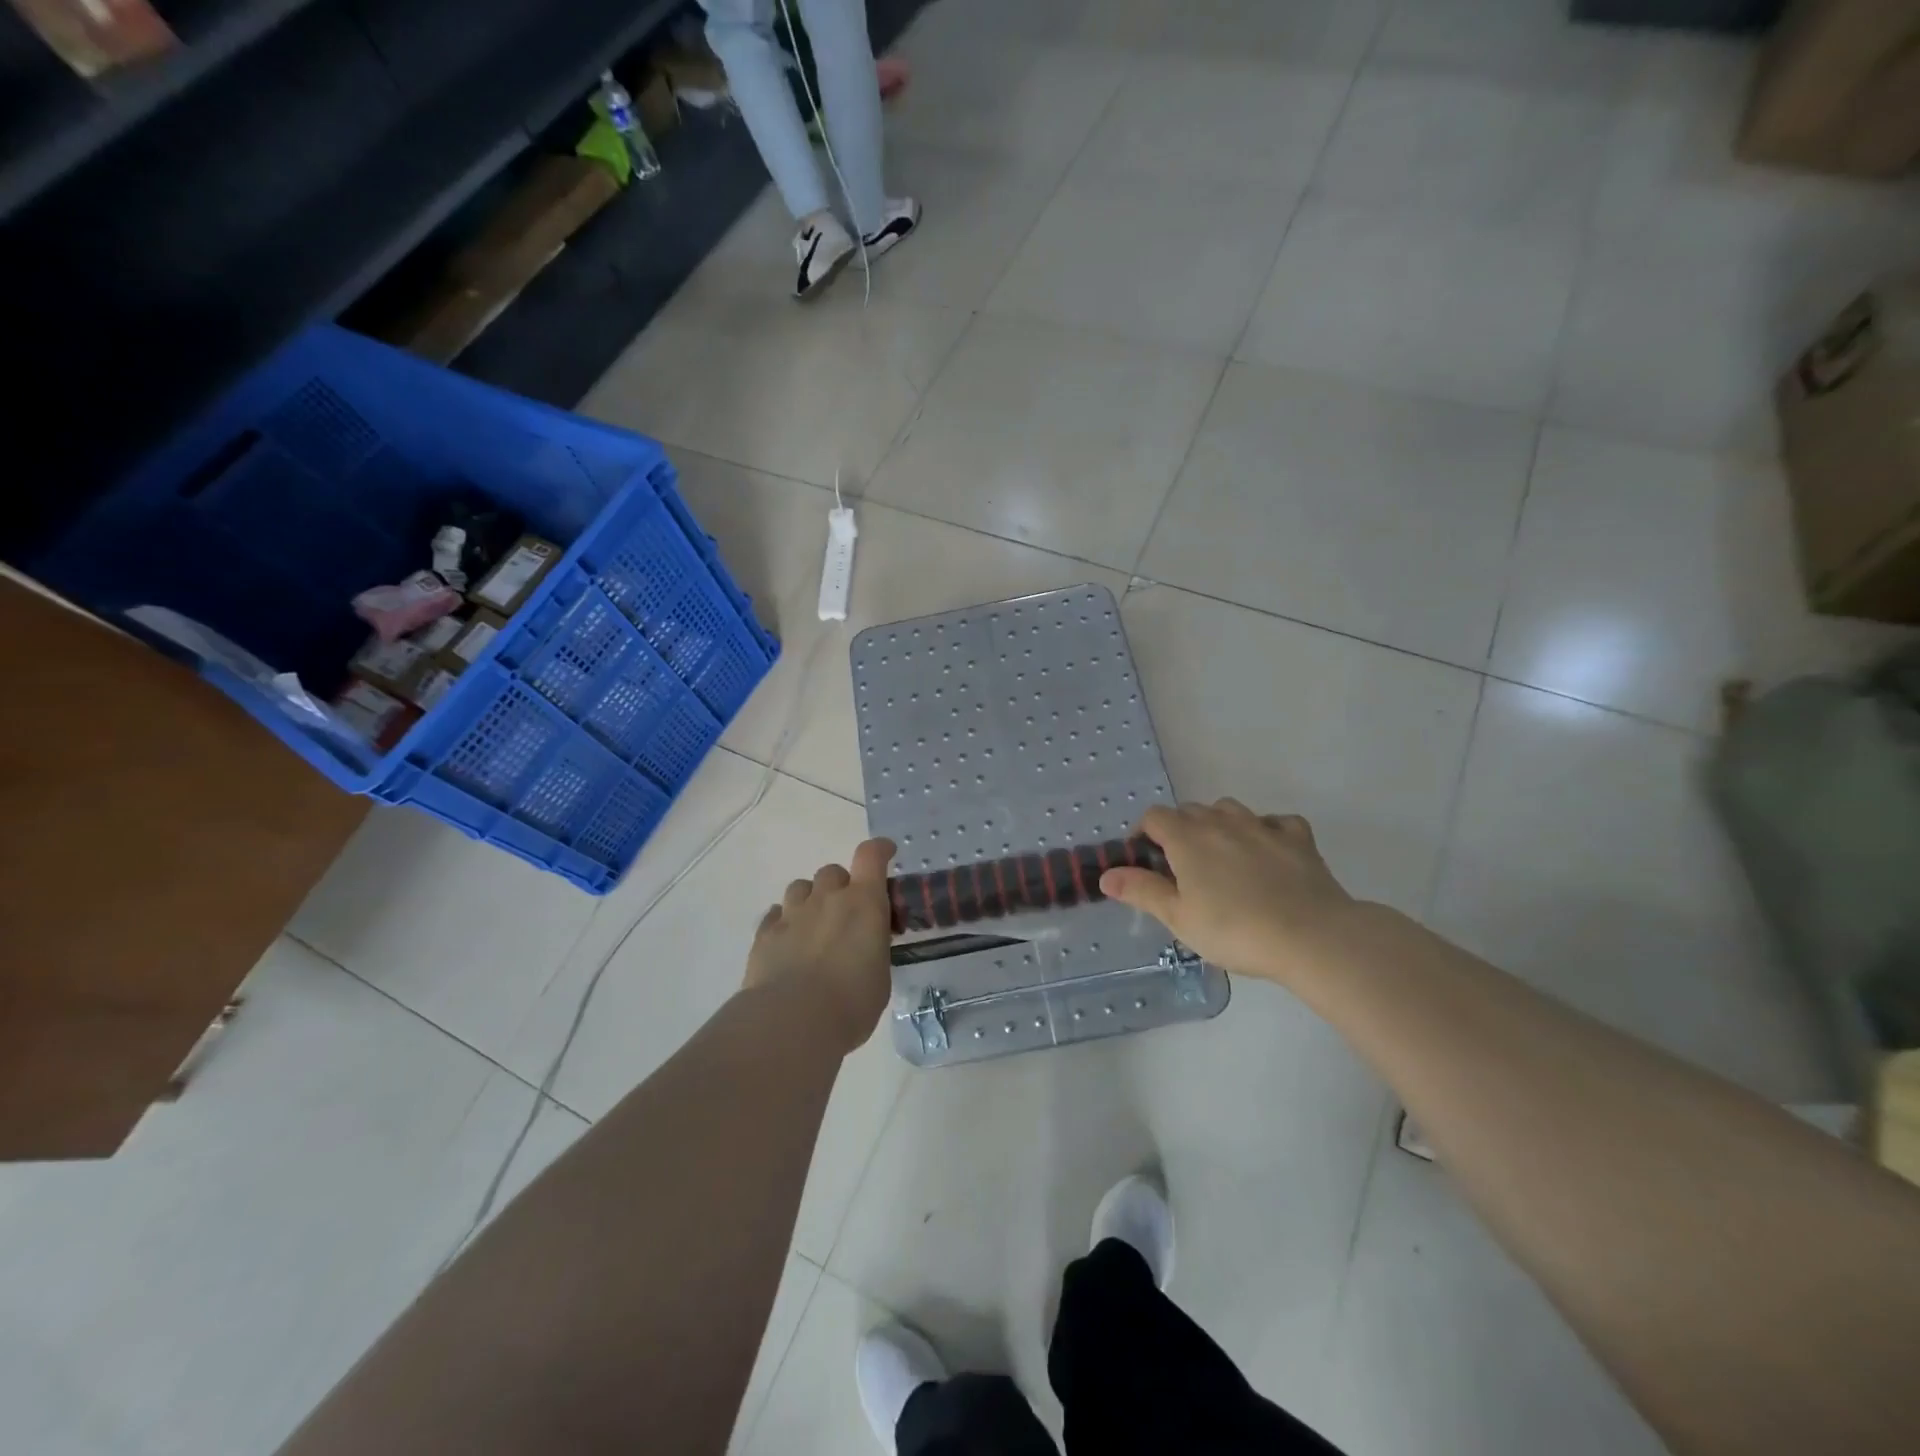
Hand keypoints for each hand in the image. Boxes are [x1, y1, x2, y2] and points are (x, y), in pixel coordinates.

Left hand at [745, 838, 895, 1052]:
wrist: (793, 1021)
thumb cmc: (851, 1003)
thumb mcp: (880, 975)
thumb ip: (873, 950)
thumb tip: (865, 948)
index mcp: (864, 903)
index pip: (871, 856)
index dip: (879, 850)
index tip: (885, 852)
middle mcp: (827, 898)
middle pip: (833, 871)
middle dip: (841, 886)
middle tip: (846, 913)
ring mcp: (792, 914)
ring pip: (800, 887)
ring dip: (810, 900)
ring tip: (814, 926)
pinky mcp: (765, 934)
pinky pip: (775, 915)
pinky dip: (784, 922)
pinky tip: (788, 941)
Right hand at [1099, 800, 1355, 985]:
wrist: (1312, 936)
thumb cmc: (1235, 930)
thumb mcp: (1179, 918)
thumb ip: (1141, 891)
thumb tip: (1106, 875)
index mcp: (1187, 838)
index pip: (1155, 817)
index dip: (1144, 834)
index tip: (1145, 860)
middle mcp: (1221, 822)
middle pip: (1190, 811)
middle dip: (1179, 830)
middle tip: (1181, 868)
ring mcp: (1262, 826)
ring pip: (1229, 809)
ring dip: (1218, 824)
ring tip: (1220, 856)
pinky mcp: (1298, 838)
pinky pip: (1275, 822)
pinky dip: (1265, 831)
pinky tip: (1267, 852)